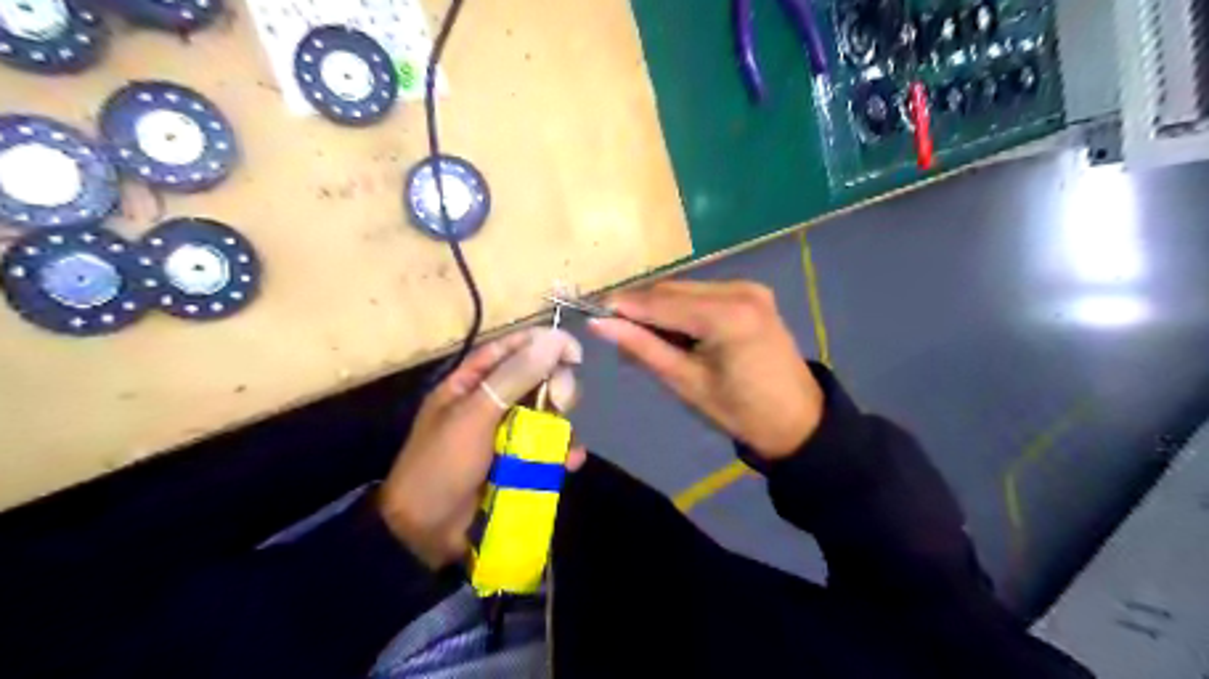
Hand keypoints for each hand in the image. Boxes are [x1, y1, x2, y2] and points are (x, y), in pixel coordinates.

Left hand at [376, 326, 586, 569]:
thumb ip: (514, 378)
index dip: (542, 344)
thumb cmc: (442, 466)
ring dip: (562, 425)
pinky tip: (570, 462)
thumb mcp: (474, 416)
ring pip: (547, 414)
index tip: (574, 352)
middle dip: (555, 388)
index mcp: (470, 383)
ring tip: (564, 444)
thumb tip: (553, 340)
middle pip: (536, 379)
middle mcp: (491, 403)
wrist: (424, 534)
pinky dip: (562, 452)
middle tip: (560, 403)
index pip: (510, 348)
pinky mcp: (519, 462)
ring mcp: (506, 434)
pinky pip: (548, 447)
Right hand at [588, 279, 822, 461]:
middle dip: (641, 308)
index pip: (661, 302)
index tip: (591, 313)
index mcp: (727, 316)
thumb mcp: (686, 382)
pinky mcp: (752, 293)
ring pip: (686, 288)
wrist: (797, 419)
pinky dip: (682, 308)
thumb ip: (643, 348)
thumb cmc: (740, 411)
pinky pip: (703, 293)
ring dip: (660, 308)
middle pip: (672, 289)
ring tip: (645, 338)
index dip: (624, 306)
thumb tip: (600, 324)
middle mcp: (739, 290)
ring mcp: (749, 288)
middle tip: (617, 333)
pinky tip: (676, 332)